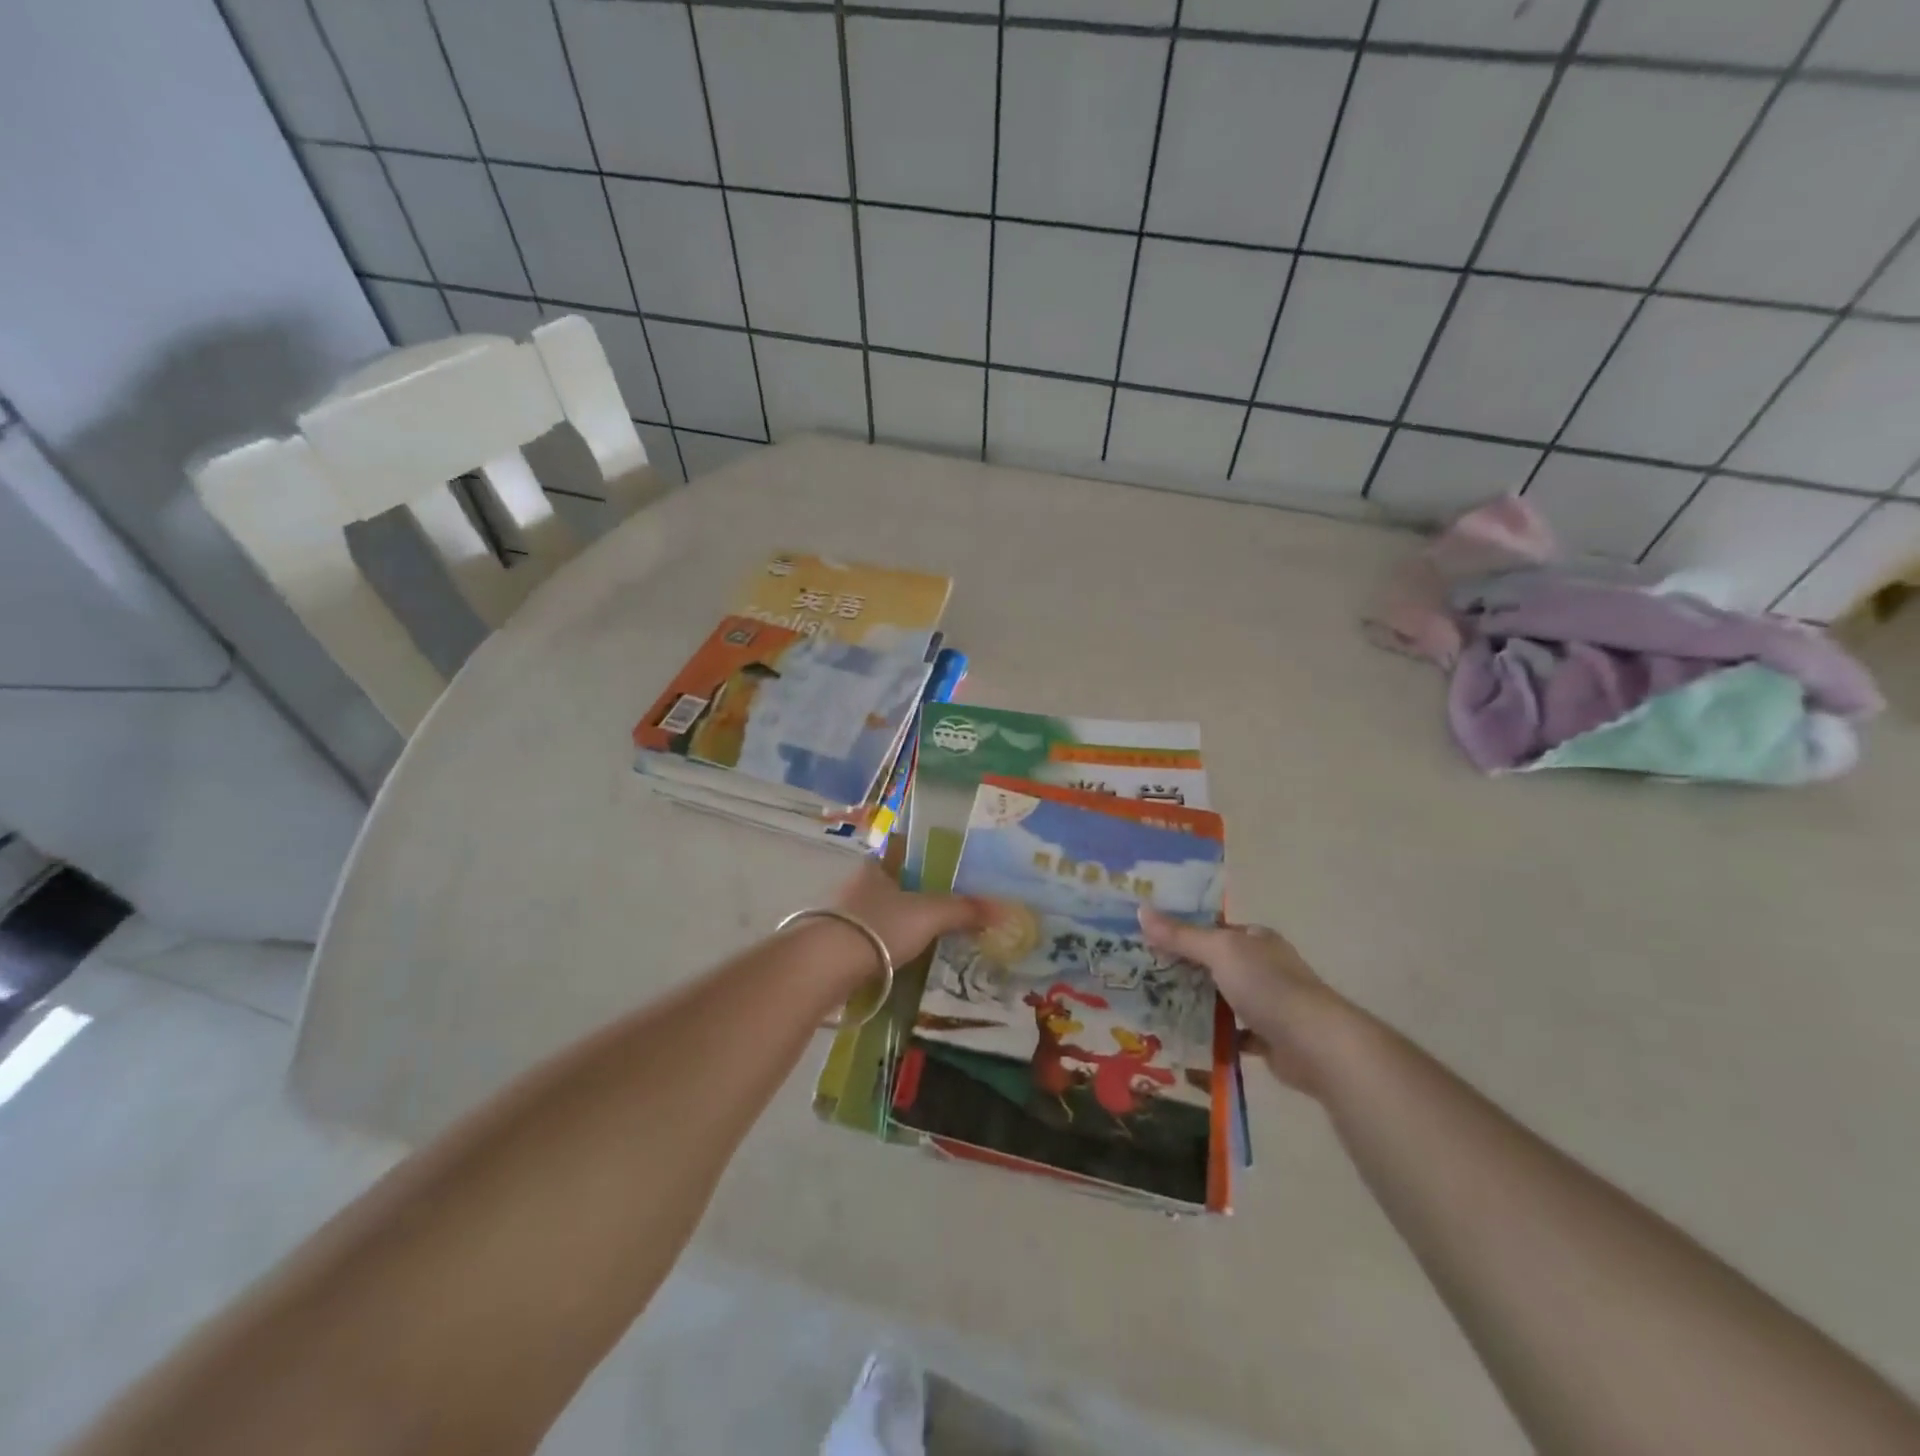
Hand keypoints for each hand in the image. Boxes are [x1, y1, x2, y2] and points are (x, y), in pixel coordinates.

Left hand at [833, 861, 987, 968]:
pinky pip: (867, 942)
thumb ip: (964, 910)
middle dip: (911, 896)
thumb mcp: (929, 914)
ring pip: (877, 915)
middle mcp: (855, 886)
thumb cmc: (878, 926)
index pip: (900, 851)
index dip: (920, 856)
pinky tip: (899, 963)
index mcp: (876, 866)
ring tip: (926, 940)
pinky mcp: (833, 947)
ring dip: (896, 925)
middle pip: (890, 885)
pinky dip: (883, 950)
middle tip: (942, 909)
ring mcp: (841, 917)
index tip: (941, 869)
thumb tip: (1005, 909)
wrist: (824, 965)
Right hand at [1137, 908, 1349, 1095]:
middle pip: (1215, 964)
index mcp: (1255, 939)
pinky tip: (1186, 1039)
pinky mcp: (1269, 1038)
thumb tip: (1140, 909)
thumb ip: (1181, 935)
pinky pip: (1233, 1034)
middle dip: (1184, 970)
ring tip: (1155, 1007)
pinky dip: (1213, 1036)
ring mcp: (1269, 1003)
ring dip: (1196, 1004)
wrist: (1316, 1045)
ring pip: (1223, 999)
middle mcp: (1263, 966)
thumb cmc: (1267, 986)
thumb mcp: (1219, 951)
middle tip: (1142, 976)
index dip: (1181, 931)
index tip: (1146, 940)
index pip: (1213, 929)